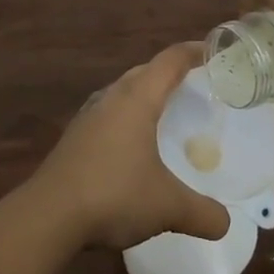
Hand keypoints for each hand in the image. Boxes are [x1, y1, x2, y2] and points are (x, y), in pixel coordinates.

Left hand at [23, 43, 232, 250]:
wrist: (48, 215)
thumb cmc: (113, 195)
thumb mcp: (168, 206)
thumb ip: (203, 213)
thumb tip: (225, 223)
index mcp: (136, 99)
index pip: (169, 62)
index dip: (193, 52)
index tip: (214, 50)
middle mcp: (110, 99)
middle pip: (144, 72)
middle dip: (169, 73)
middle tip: (196, 85)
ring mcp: (87, 117)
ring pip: (122, 92)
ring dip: (144, 95)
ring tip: (166, 112)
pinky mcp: (74, 138)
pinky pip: (108, 115)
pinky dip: (127, 118)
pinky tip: (133, 144)